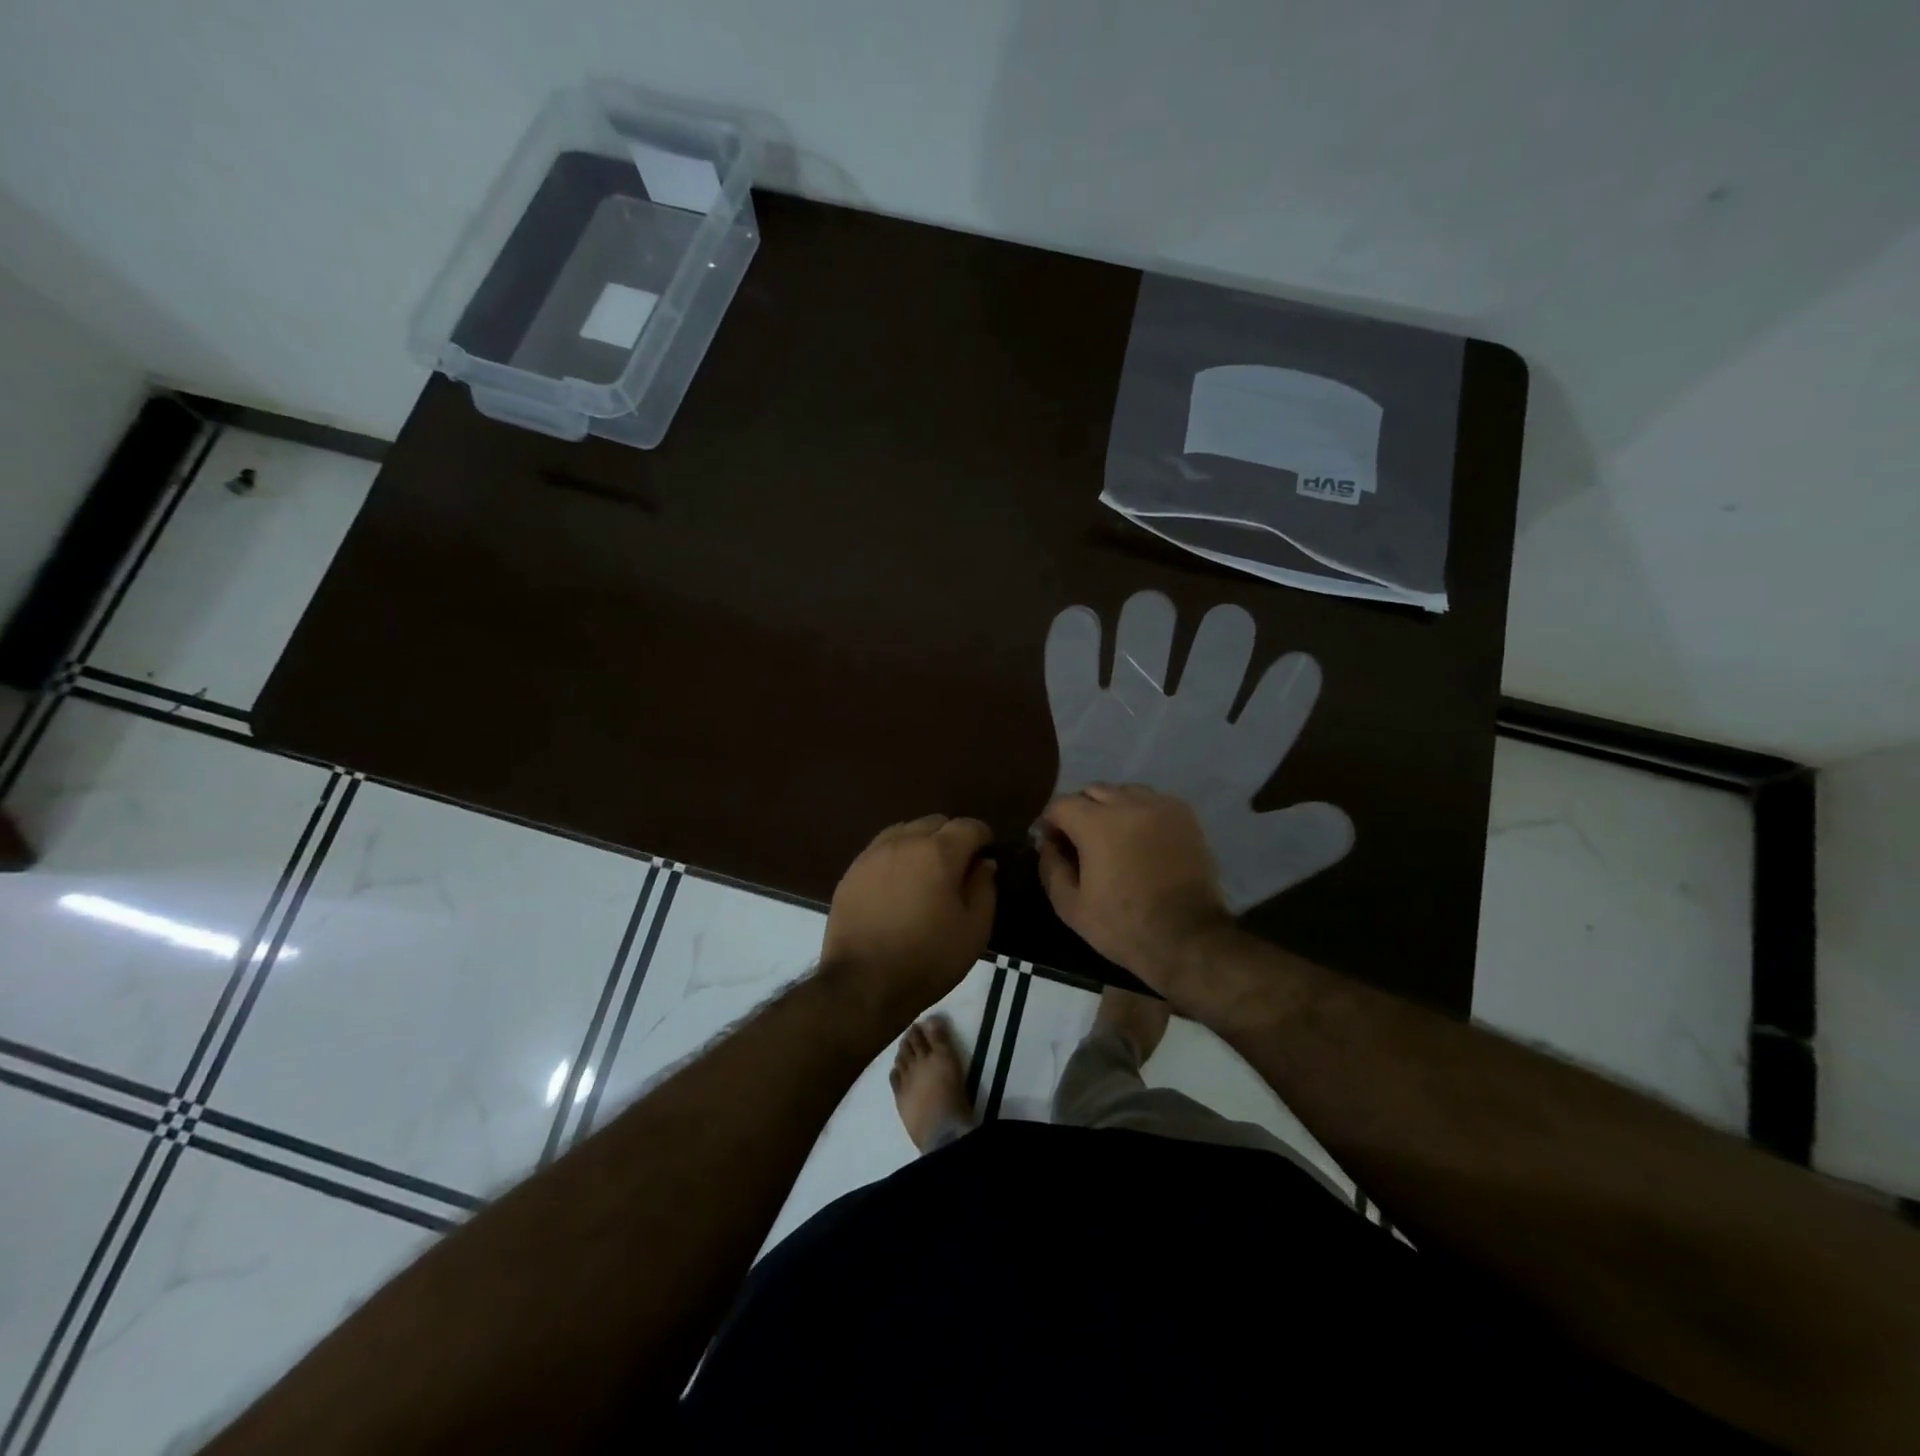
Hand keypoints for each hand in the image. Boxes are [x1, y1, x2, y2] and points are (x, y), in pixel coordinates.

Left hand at [823, 815, 996, 1017]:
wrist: (862, 983)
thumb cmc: (928, 958)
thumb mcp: (974, 930)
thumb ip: (984, 889)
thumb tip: (984, 864)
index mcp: (939, 852)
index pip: (968, 826)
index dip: (983, 837)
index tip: (987, 855)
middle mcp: (904, 842)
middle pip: (935, 822)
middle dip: (952, 837)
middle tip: (958, 867)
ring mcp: (873, 855)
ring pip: (905, 831)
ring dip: (922, 843)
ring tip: (926, 872)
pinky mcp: (852, 872)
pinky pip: (881, 849)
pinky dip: (896, 856)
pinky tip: (898, 884)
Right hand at [1038, 784, 1233, 991]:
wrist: (1188, 938)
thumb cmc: (1123, 926)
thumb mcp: (1071, 907)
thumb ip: (1051, 867)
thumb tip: (1048, 844)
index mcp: (1096, 824)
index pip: (1061, 804)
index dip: (1050, 822)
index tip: (1051, 843)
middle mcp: (1128, 804)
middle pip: (1092, 791)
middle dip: (1079, 811)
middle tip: (1080, 841)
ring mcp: (1161, 807)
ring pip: (1124, 792)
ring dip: (1111, 807)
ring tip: (1113, 837)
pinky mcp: (1185, 816)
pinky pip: (1153, 801)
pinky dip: (1140, 812)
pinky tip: (1141, 838)